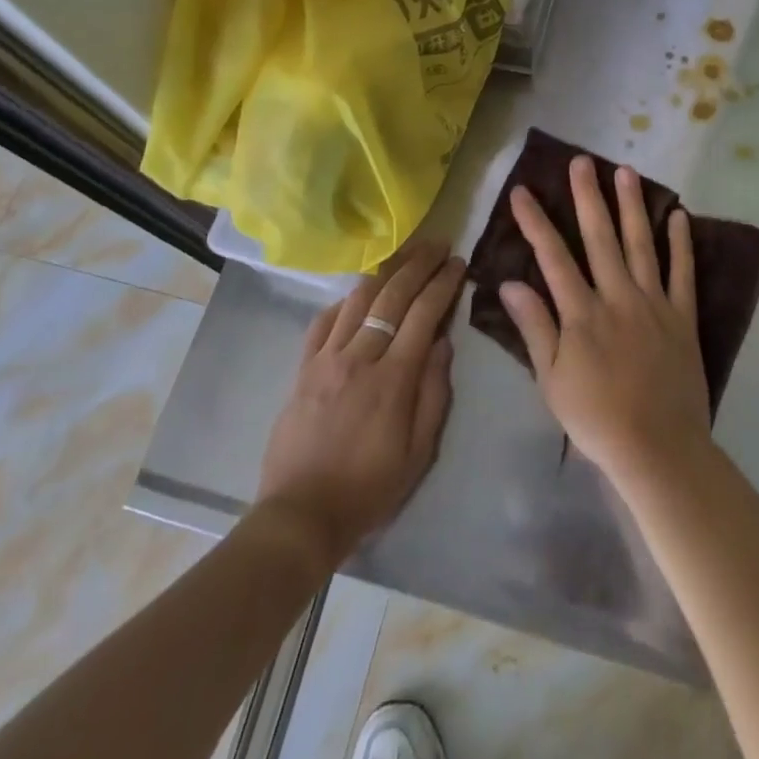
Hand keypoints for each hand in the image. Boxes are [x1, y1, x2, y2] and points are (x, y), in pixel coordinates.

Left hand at [256, 240, 463, 568]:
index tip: (458, 263)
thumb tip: (443, 342)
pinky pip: (324, 320)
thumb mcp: (419, 452)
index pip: (424, 313)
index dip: (443, 283)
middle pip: (392, 295)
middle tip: (437, 244)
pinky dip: (345, 300)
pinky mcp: (303, 367)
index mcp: (393, 378)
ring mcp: (326, 358)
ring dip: (385, 271)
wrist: (300, 514)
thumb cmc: (370, 488)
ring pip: (357, 299)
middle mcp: (359, 356)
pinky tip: (358, 293)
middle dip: (418, 263)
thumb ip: (435, 392)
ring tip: (404, 255)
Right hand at [499, 157, 711, 489]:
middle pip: (599, 238)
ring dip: (631, 206)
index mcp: (582, 313)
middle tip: (581, 161)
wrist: (658, 449)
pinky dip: (681, 243)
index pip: (553, 257)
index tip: (522, 191)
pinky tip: (677, 215)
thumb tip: (509, 283)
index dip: (535, 222)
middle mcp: (617, 297)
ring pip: (641, 244)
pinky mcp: (683, 317)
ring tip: (625, 171)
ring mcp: (654, 303)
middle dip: (587, 196)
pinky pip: (683, 273)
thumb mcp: (552, 380)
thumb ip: (534, 328)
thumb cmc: (597, 418)